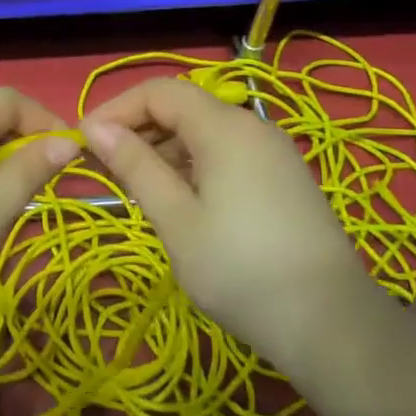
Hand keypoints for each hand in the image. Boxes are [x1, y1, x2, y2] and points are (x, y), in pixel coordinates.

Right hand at [81, 78, 380, 374]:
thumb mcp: (175, 219)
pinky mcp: (284, 176)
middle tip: (106, 170)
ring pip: (204, 131)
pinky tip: (181, 202)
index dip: (116, 109)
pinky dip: (193, 164)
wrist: (331, 323)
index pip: (158, 91)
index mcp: (224, 127)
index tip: (84, 144)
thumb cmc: (240, 269)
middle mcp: (251, 125)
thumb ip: (135, 166)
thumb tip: (96, 129)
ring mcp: (273, 151)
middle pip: (182, 107)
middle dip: (138, 129)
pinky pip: (227, 152)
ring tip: (138, 190)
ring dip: (164, 149)